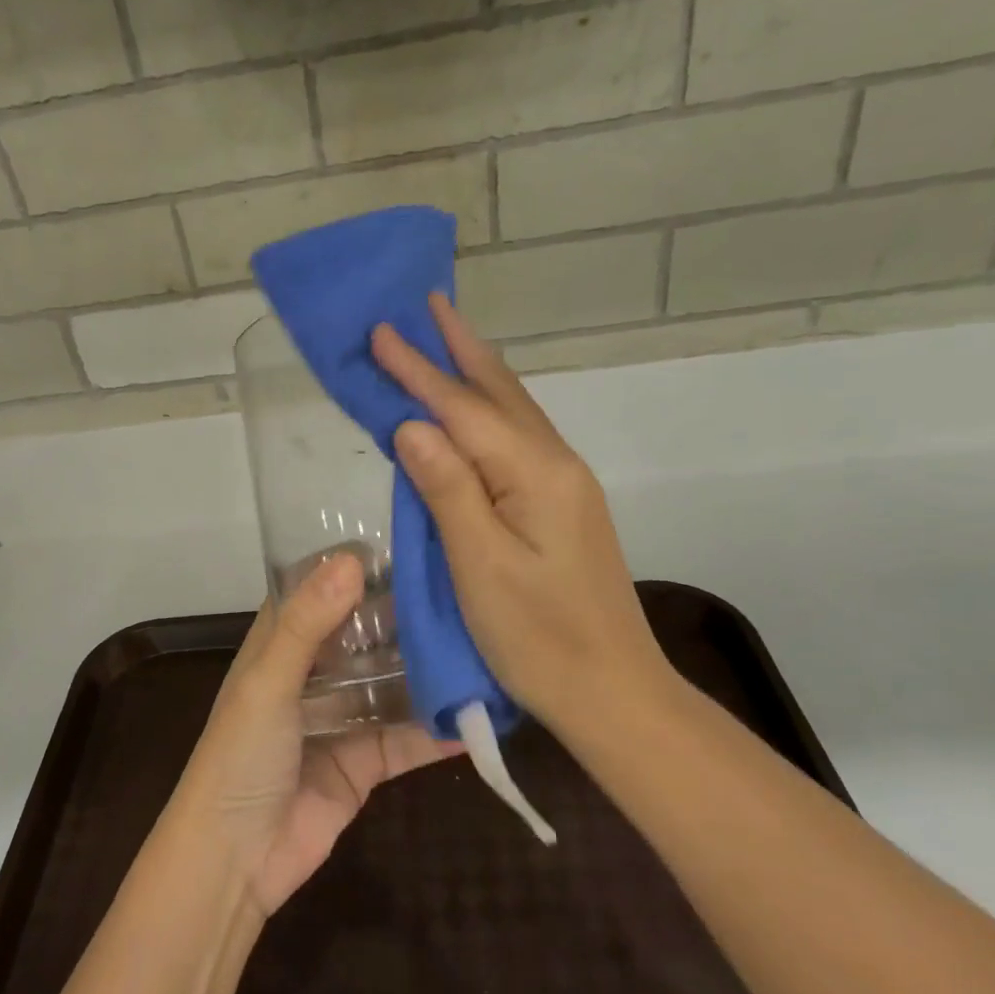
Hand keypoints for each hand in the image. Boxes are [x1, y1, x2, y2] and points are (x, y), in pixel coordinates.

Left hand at [173, 552, 462, 916]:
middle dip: (406, 615)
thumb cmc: (239, 756)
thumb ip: (307, 623)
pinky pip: (407, 738)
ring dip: (429, 669)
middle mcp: (314, 673)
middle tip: (464, 590)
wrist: (234, 861)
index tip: (408, 543)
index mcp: (281, 644)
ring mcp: (342, 717)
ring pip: (392, 682)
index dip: (355, 566)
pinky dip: (438, 731)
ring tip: (483, 643)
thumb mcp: (268, 682)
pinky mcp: (364, 762)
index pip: (320, 589)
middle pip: (365, 633)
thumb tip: (352, 560)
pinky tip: (481, 716)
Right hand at [370, 294, 676, 727]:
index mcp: (534, 474)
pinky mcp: (561, 506)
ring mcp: (564, 485)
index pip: (462, 409)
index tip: (380, 331)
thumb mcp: (480, 567)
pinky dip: (488, 410)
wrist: (613, 691)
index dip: (418, 370)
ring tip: (445, 338)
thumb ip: (448, 489)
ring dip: (475, 372)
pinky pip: (517, 438)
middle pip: (499, 392)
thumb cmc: (538, 637)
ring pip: (513, 411)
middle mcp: (555, 464)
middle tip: (427, 302)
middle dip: (458, 347)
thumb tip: (411, 424)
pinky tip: (474, 410)